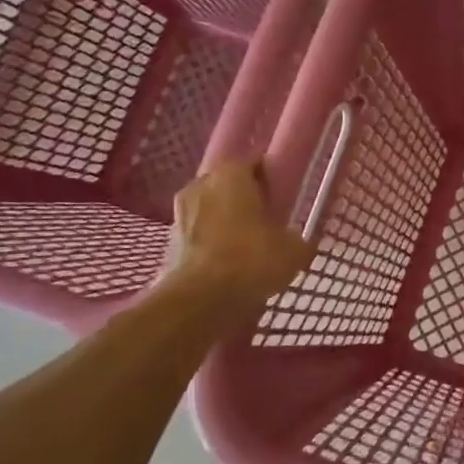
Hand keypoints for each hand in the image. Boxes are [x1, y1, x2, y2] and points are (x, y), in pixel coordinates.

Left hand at [158, 162, 311, 309]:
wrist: (199, 300)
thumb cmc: (251, 260)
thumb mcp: (293, 250)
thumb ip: (295, 238)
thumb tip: (294, 239)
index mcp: (231, 175)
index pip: (253, 163)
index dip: (270, 178)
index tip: (283, 195)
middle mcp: (200, 185)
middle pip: (227, 186)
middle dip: (244, 199)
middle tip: (266, 219)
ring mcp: (179, 214)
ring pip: (210, 210)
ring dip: (225, 222)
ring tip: (247, 245)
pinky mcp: (168, 243)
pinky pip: (198, 236)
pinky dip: (211, 245)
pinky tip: (228, 264)